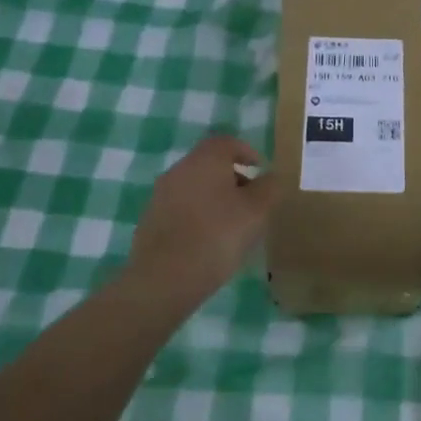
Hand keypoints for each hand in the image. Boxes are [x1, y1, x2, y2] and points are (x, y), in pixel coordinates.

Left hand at [128, 135, 277, 304]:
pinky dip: (197, 215)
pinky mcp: (150, 220)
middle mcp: (180, 169)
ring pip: (195, 186)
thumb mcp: (257, 212)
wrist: (164, 279)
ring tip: (232, 225)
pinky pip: (181, 208)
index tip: (260, 171)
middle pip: (210, 163)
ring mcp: (160, 194)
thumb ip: (269, 188)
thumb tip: (270, 176)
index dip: (247, 152)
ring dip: (214, 198)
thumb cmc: (217, 236)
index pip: (227, 142)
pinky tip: (208, 241)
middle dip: (233, 177)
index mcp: (205, 160)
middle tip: (251, 201)